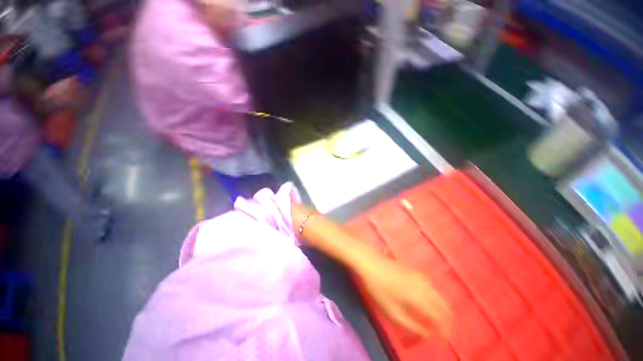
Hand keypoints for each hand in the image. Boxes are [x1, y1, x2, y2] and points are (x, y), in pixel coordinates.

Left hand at [356, 253, 451, 338]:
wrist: (370, 261)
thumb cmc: (378, 287)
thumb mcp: (391, 311)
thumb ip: (411, 325)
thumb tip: (427, 334)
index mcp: (420, 297)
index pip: (439, 316)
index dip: (444, 329)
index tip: (445, 339)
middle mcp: (424, 285)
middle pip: (443, 304)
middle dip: (446, 319)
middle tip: (444, 330)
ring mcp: (419, 275)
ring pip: (438, 294)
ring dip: (442, 307)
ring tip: (439, 318)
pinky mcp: (414, 270)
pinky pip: (431, 286)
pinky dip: (435, 296)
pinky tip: (430, 299)